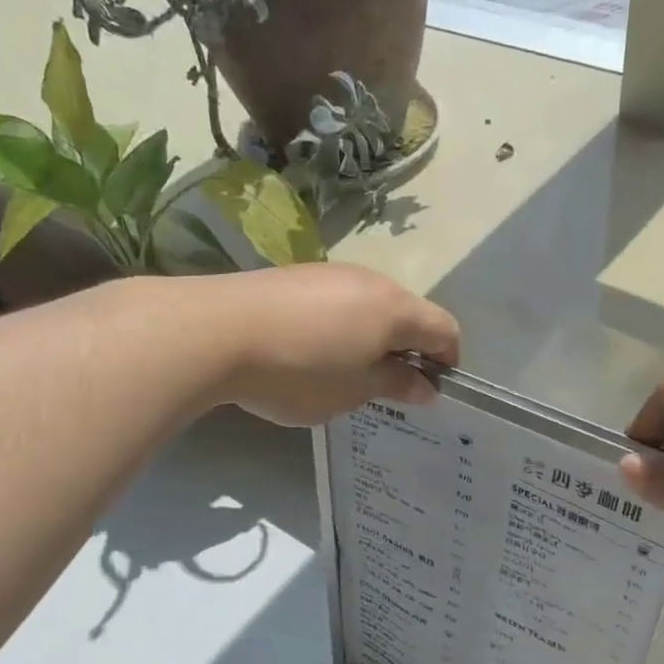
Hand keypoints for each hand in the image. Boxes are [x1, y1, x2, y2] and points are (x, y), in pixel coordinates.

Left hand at [197, 263, 460, 426]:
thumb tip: (427, 386)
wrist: (215, 331)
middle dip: (408, 348)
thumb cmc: (298, 371)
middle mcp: (372, 281)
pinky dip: (342, 325)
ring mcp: (332, 272)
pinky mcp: (298, 274)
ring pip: (371, 305)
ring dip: (373, 336)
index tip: (432, 389)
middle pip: (409, 313)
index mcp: (395, 310)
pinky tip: (312, 350)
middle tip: (387, 386)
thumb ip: (395, 384)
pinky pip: (338, 300)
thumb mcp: (353, 391)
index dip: (448, 360)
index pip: (445, 329)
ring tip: (345, 371)